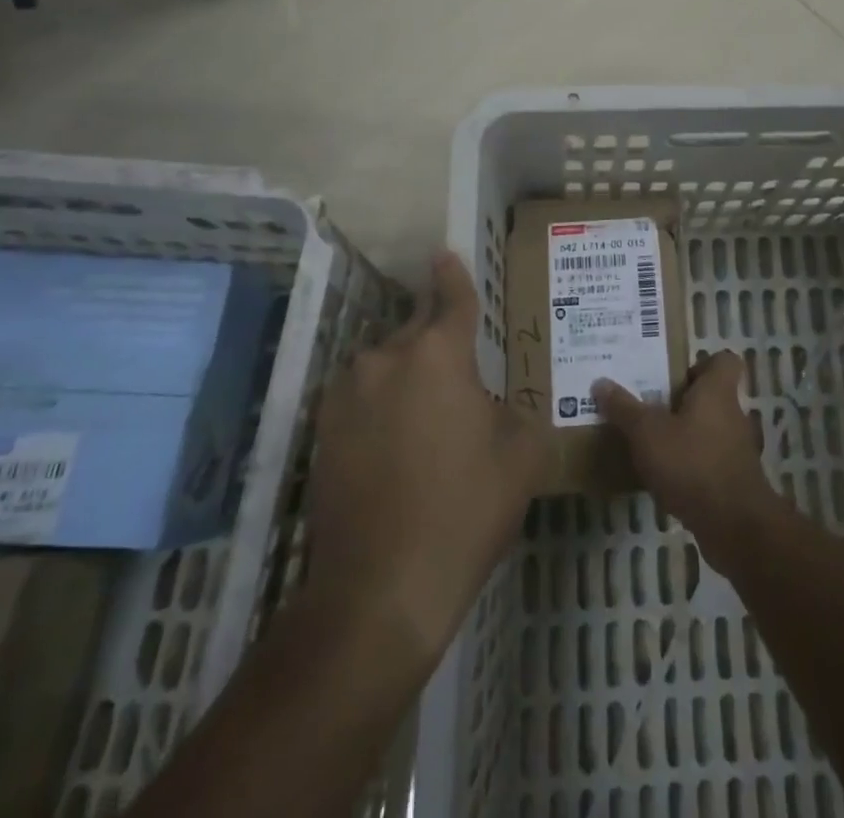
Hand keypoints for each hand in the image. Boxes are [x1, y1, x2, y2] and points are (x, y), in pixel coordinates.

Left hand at [301, 252, 548, 665]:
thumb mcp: (521, 455)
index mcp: (439, 354)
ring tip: (427, 418)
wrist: (380, 590)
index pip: (451, 297)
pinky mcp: (322, 431)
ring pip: (385, 364)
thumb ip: (517, 411)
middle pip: (417, 329)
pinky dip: (380, 406)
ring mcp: (347, 395)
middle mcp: (386, 358)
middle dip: (437, 336)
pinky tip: (395, 444)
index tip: (444, 253)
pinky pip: (361, 398)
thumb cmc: (465, 510)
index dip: (452, 275)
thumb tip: (497, 406)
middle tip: (459, 365)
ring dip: (407, 376)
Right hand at [594, 351, 780, 559]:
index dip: (702, 363)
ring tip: (652, 443)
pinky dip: (691, 464)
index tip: (673, 376)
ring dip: (685, 434)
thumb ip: (624, 408)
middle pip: (711, 396)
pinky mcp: (735, 479)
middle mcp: (732, 414)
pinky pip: (710, 460)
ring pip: (710, 429)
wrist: (734, 525)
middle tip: (649, 407)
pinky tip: (666, 477)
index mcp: (716, 391)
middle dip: (682, 401)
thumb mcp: (647, 433)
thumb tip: (600, 382)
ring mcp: (737, 448)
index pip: (724, 360)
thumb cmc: (691, 463)